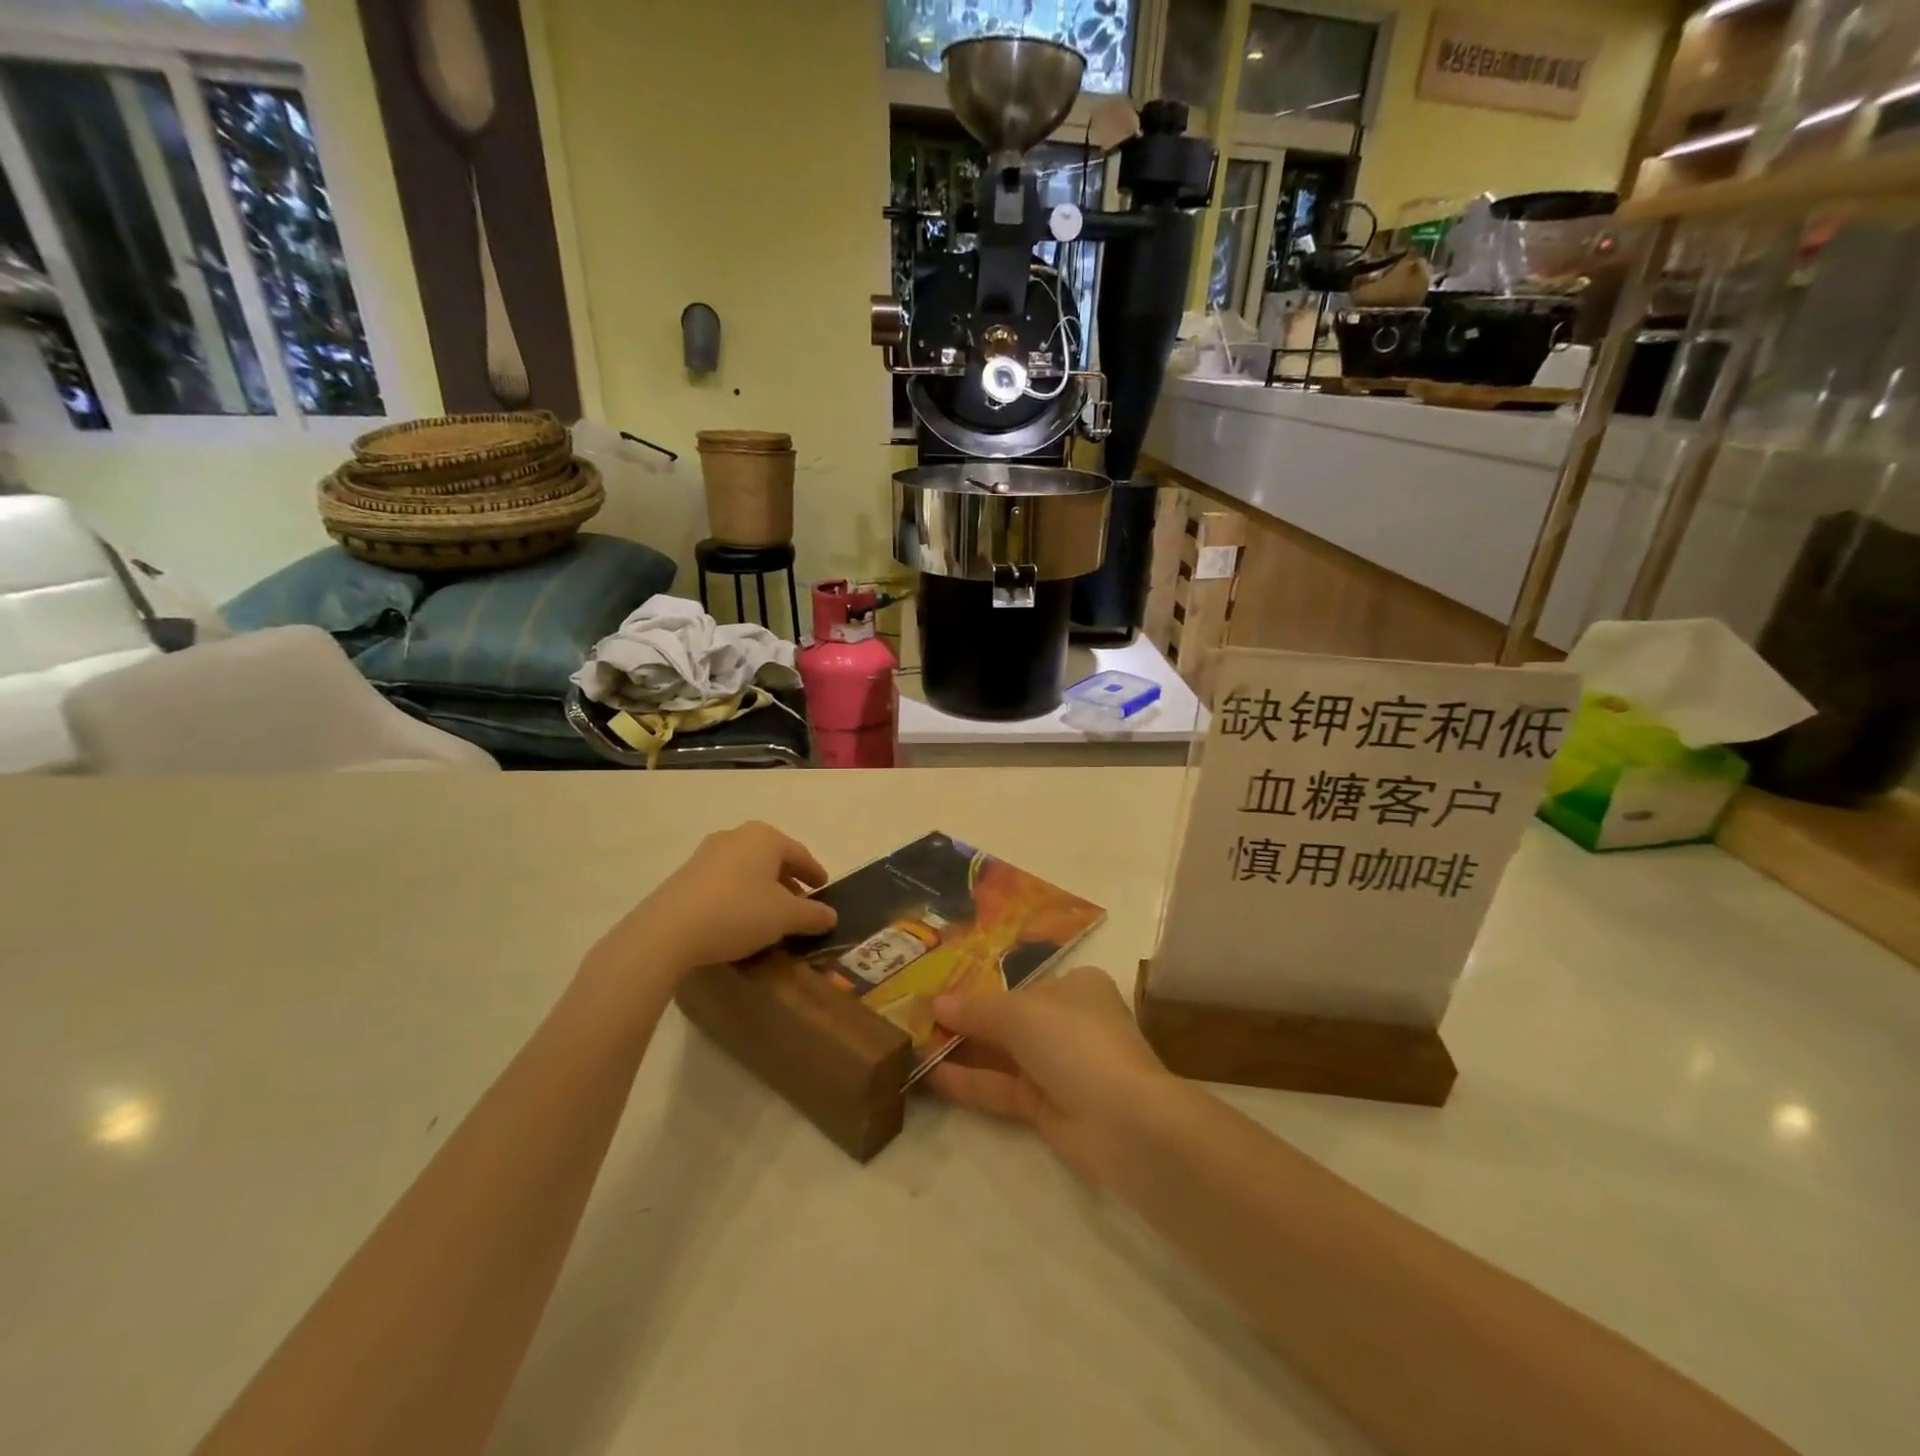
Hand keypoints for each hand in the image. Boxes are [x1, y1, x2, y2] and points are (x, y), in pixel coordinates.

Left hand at [592, 822, 837, 979]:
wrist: (668, 931)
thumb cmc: (738, 913)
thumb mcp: (785, 917)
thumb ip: (813, 915)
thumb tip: (831, 916)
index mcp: (765, 837)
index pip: (800, 854)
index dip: (815, 873)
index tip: (824, 889)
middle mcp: (736, 836)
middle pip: (772, 859)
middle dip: (788, 882)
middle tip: (800, 905)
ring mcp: (707, 853)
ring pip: (747, 869)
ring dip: (762, 890)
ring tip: (770, 916)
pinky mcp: (686, 875)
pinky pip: (725, 881)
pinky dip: (739, 896)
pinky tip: (740, 920)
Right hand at [926, 965, 1179, 1186]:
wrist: (1125, 1121)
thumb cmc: (1075, 1042)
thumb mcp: (1019, 1014)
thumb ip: (975, 1010)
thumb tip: (936, 1003)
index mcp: (1075, 987)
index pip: (1021, 984)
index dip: (980, 988)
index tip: (940, 992)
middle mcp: (1069, 1022)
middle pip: (1009, 1020)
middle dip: (965, 1021)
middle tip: (917, 1020)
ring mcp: (1060, 1068)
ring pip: (1002, 1055)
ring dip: (962, 1051)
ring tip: (913, 1045)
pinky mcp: (1048, 1108)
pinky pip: (1002, 1088)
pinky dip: (970, 1082)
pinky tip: (930, 1076)